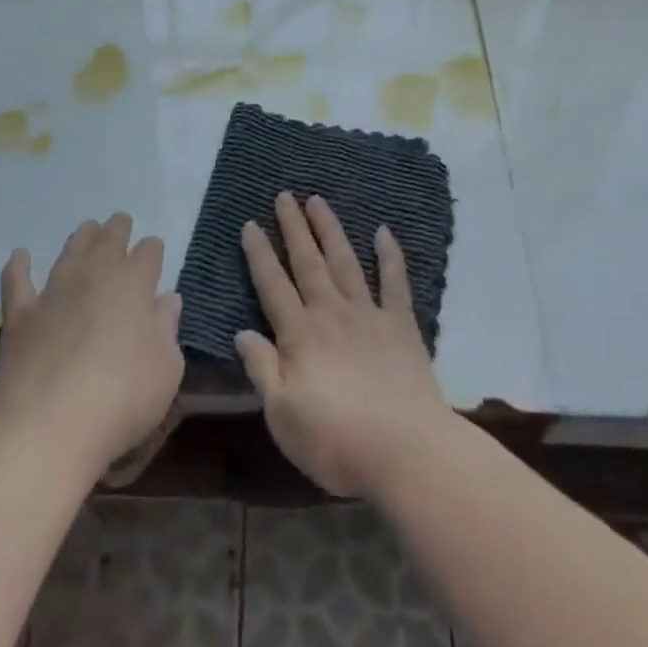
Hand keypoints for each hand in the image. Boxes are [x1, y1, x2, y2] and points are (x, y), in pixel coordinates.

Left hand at [0, 213, 182, 478]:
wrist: (49, 429)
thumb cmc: (121, 399)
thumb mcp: (166, 370)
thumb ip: (168, 329)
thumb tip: (166, 300)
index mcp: (135, 282)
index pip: (149, 250)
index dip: (152, 251)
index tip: (154, 257)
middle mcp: (95, 274)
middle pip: (110, 237)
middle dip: (118, 229)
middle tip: (121, 226)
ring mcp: (55, 290)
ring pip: (71, 248)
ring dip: (82, 236)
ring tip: (88, 230)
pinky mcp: (21, 314)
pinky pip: (17, 279)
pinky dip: (18, 265)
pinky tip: (20, 256)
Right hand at [236, 193, 450, 499]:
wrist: (406, 450)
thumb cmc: (336, 441)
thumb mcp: (282, 415)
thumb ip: (262, 369)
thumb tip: (241, 333)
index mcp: (299, 334)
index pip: (272, 285)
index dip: (259, 254)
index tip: (250, 223)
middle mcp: (331, 312)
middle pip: (307, 262)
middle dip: (293, 227)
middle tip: (284, 195)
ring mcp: (368, 314)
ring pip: (344, 261)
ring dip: (330, 229)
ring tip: (318, 200)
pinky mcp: (401, 325)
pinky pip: (394, 281)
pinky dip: (389, 254)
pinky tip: (383, 231)